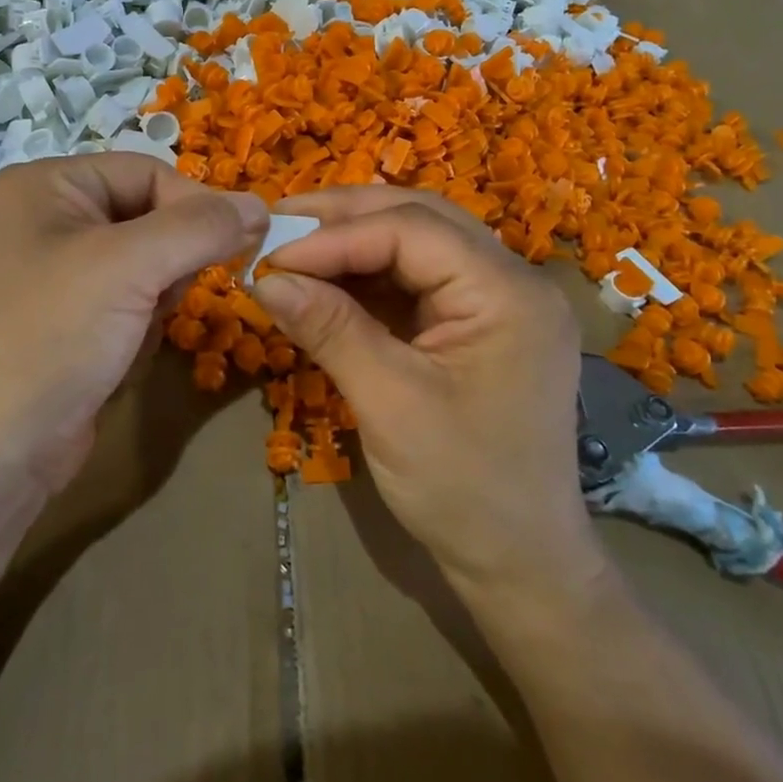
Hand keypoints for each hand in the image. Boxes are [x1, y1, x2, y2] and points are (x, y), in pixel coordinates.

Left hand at [0, 155, 268, 492]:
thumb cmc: (53, 335)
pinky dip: (140, 326)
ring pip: (148, 262)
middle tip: (163, 297)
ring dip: (156, 298)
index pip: (148, 171)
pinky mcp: (70, 318)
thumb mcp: (130, 265)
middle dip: (169, 261)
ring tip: (132, 330)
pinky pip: (131, 300)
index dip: (195, 205)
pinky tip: (117, 355)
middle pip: (149, 215)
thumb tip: (262, 206)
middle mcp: (49, 217)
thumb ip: (201, 227)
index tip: (238, 246)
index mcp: (47, 184)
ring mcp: (58, 271)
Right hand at [250, 186, 601, 600]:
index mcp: (507, 293)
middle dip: (344, 218)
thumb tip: (263, 277)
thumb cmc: (463, 487)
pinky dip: (368, 274)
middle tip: (278, 223)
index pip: (411, 229)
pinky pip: (417, 278)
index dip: (335, 235)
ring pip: (417, 241)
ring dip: (353, 240)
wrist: (519, 563)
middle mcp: (511, 281)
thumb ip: (329, 329)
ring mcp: (497, 301)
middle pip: (419, 218)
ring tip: (292, 244)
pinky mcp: (477, 324)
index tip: (272, 253)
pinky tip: (326, 280)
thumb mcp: (389, 403)